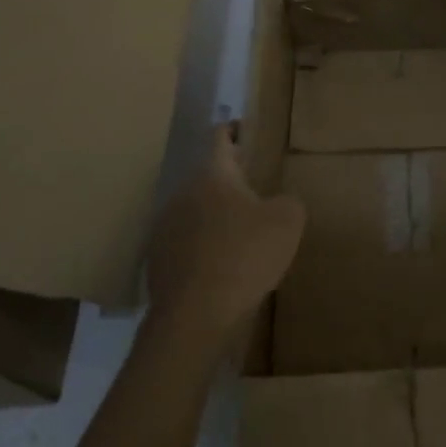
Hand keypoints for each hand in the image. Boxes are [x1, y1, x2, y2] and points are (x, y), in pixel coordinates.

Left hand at [145, 123, 305, 345]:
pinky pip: (187, 242)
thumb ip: (288, 202)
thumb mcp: (288, 222)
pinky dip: (204, 246)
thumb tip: (278, 204)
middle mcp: (183, 192)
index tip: (245, 130)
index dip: (234, 130)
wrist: (195, 316)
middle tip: (256, 191)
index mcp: (213, 174)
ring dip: (216, 216)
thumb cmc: (245, 256)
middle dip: (231, 182)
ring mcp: (165, 226)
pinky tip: (222, 266)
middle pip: (208, 177)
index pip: (221, 138)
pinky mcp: (157, 259)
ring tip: (241, 234)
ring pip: (196, 210)